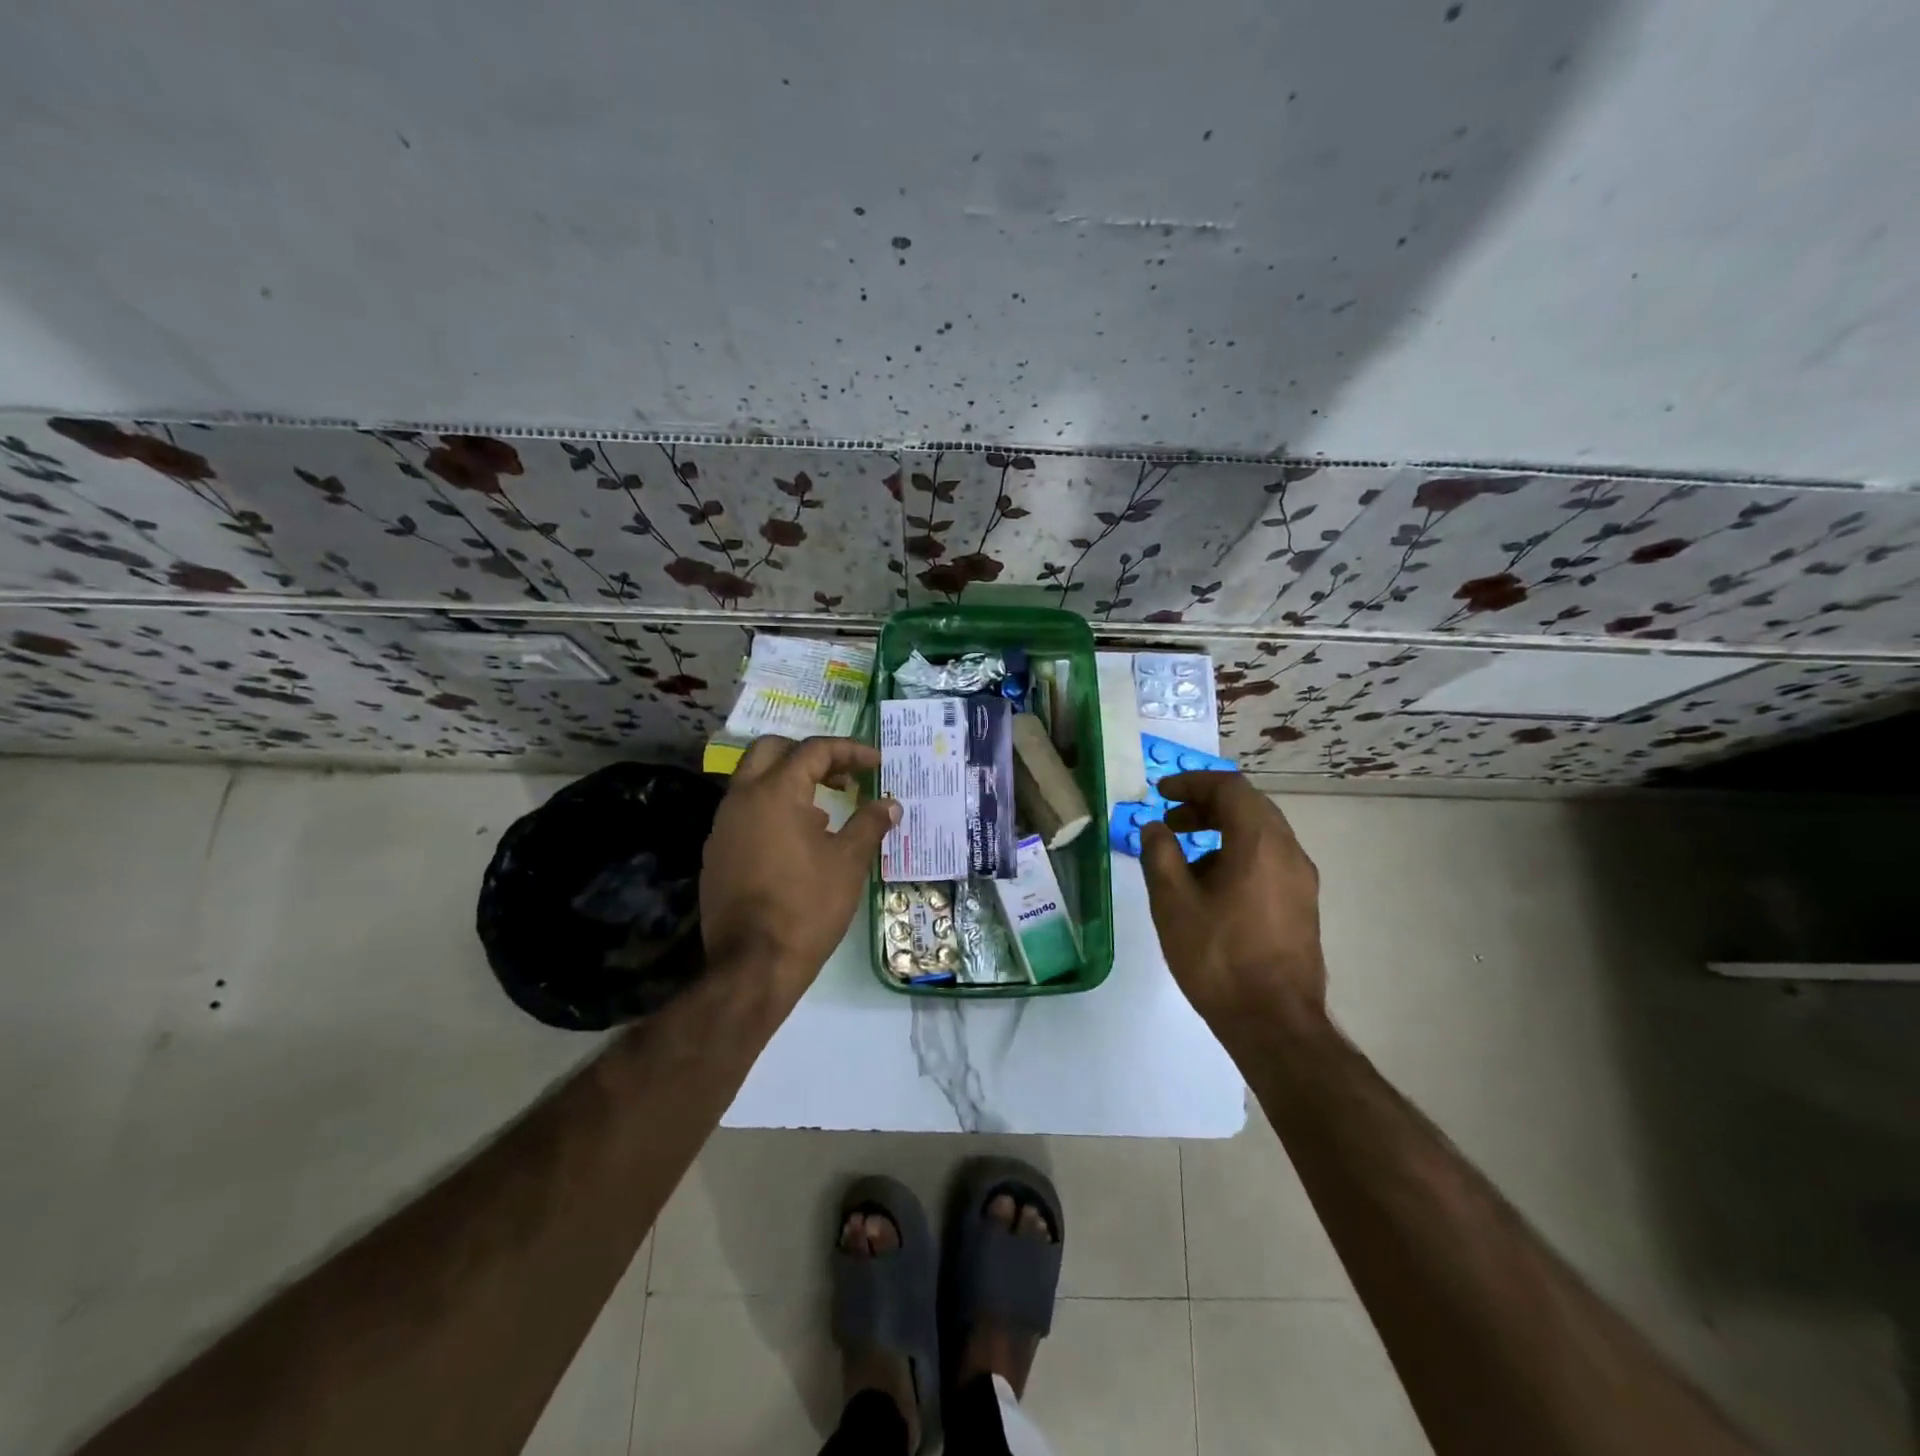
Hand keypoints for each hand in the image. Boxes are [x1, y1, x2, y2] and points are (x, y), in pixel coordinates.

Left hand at [700, 735, 898, 1002]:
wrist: (753, 964)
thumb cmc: (808, 905)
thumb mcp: (849, 861)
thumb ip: (870, 823)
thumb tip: (890, 804)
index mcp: (775, 792)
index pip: (813, 750)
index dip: (849, 751)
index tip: (876, 763)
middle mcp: (741, 799)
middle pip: (771, 751)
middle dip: (809, 755)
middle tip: (841, 773)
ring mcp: (723, 827)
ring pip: (753, 782)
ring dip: (789, 783)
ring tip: (826, 811)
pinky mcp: (717, 854)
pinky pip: (745, 814)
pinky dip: (773, 811)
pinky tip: (799, 842)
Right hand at [1139, 771, 1326, 1027]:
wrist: (1274, 1022)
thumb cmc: (1218, 957)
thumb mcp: (1173, 902)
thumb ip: (1160, 854)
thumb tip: (1155, 828)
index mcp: (1259, 842)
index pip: (1229, 787)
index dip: (1192, 783)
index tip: (1161, 794)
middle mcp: (1289, 851)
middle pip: (1249, 806)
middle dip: (1206, 805)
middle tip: (1171, 821)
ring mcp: (1301, 879)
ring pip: (1261, 833)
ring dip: (1222, 830)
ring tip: (1184, 856)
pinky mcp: (1303, 904)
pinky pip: (1269, 859)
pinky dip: (1238, 853)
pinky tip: (1211, 886)